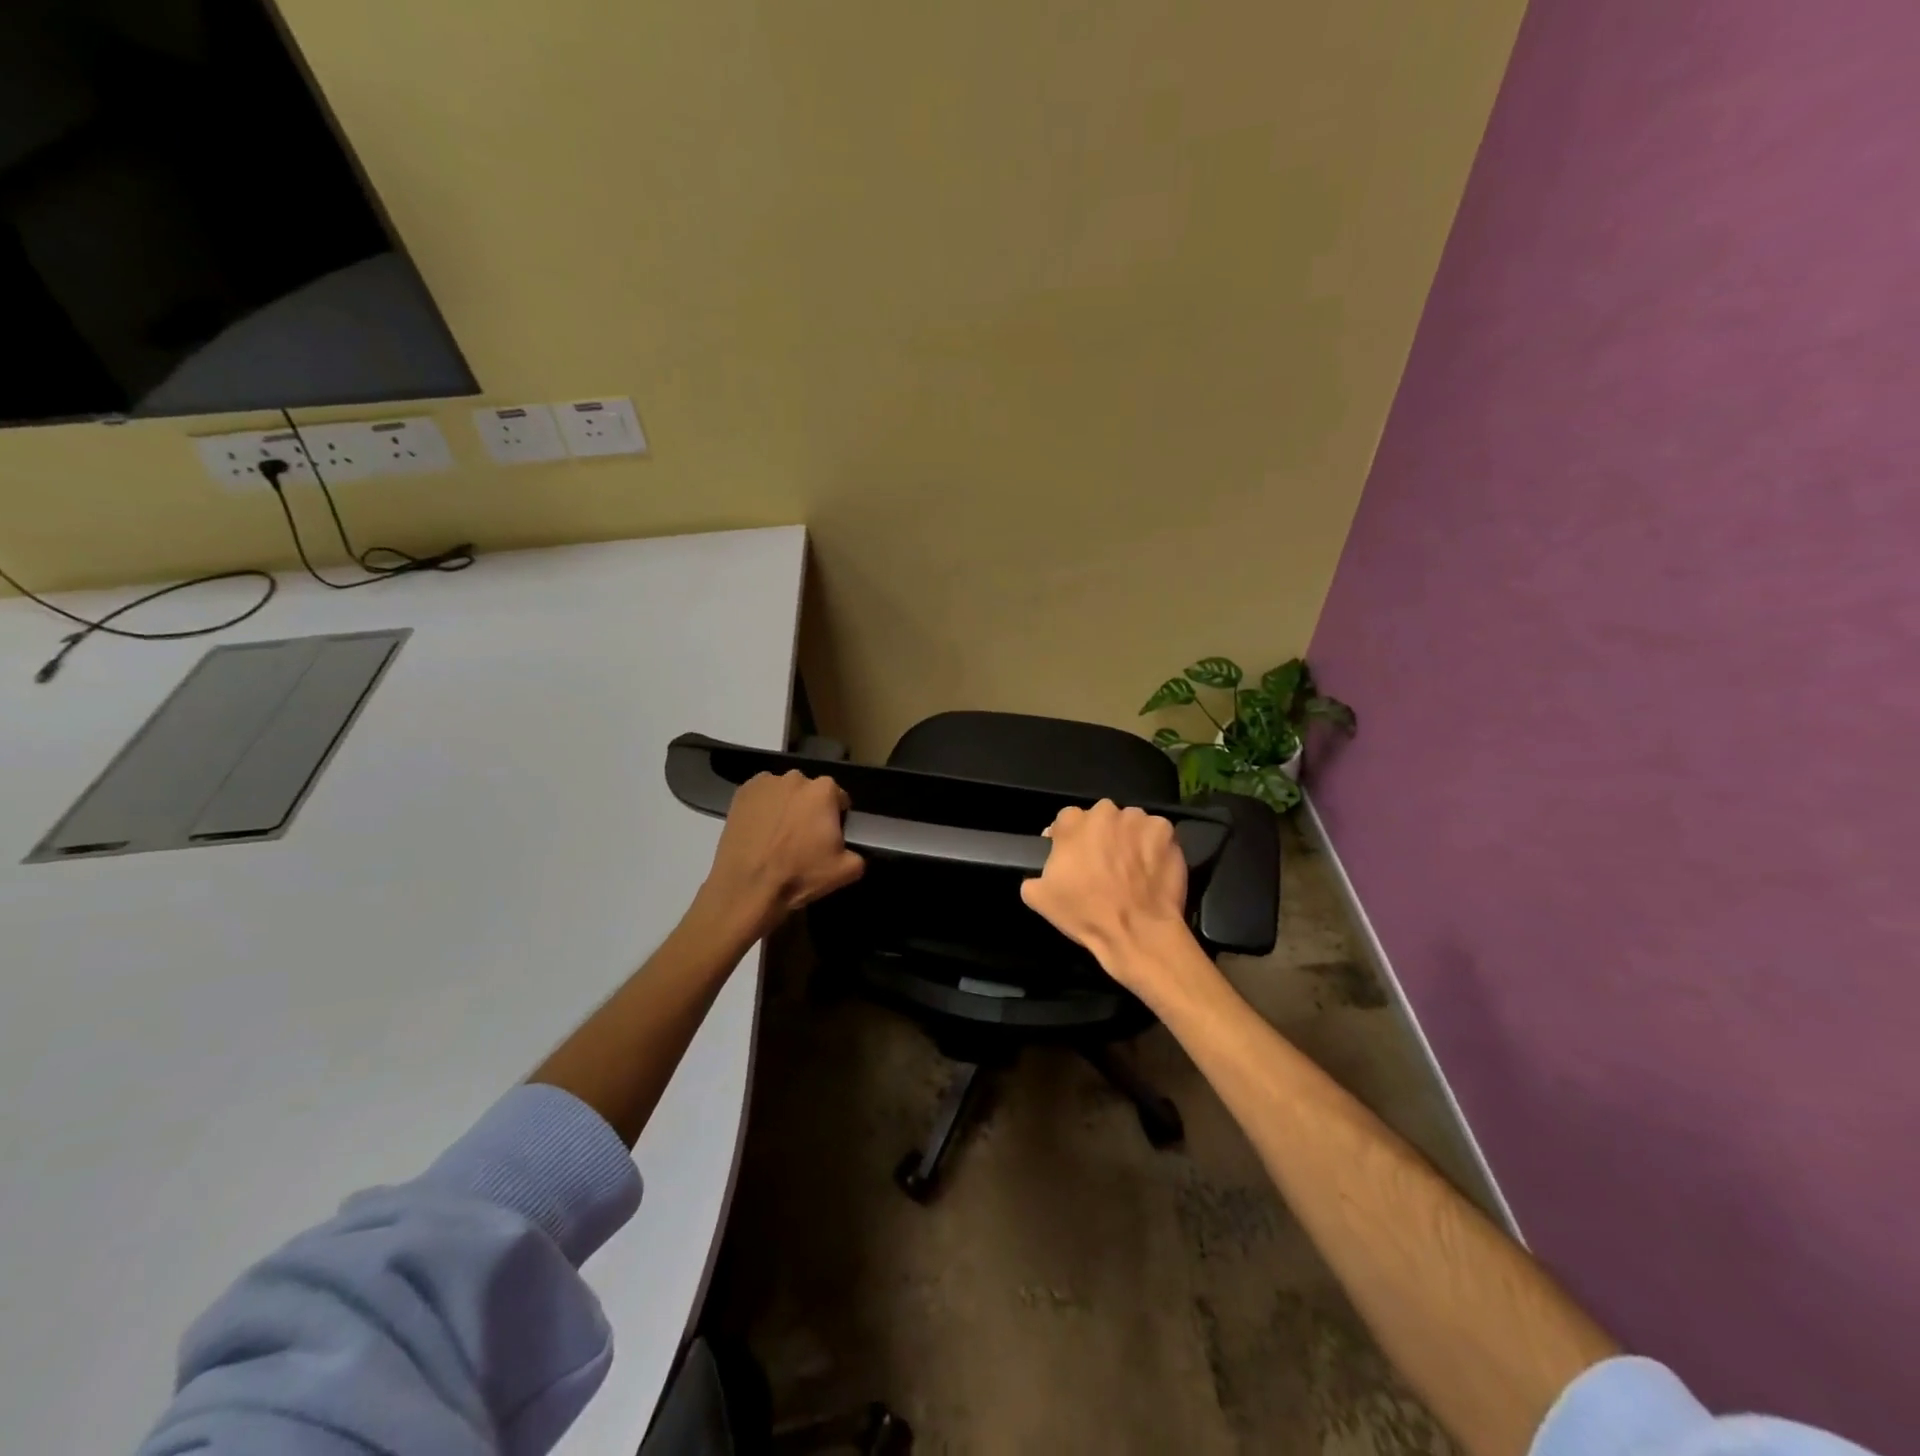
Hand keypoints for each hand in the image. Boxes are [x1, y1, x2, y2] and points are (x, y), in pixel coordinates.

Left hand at [699, 771, 864, 937]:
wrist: (747, 888)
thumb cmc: (799, 875)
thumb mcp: (846, 871)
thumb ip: (858, 854)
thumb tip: (850, 851)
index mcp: (824, 791)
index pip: (838, 798)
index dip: (836, 817)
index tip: (828, 836)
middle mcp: (796, 778)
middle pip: (810, 792)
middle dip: (809, 808)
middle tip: (803, 837)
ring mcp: (766, 782)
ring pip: (784, 792)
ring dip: (785, 806)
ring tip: (777, 835)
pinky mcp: (742, 792)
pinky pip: (760, 796)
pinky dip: (762, 807)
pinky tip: (760, 830)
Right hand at [1020, 800, 1194, 986]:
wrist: (1137, 932)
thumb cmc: (1085, 913)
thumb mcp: (1038, 898)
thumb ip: (1034, 875)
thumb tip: (1039, 872)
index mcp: (1072, 822)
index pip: (1066, 820)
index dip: (1068, 839)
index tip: (1073, 858)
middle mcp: (1105, 812)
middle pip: (1100, 818)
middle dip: (1100, 835)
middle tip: (1103, 864)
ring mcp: (1138, 820)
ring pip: (1130, 823)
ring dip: (1128, 838)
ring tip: (1131, 868)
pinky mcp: (1166, 831)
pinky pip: (1156, 833)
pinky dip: (1154, 846)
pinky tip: (1151, 869)